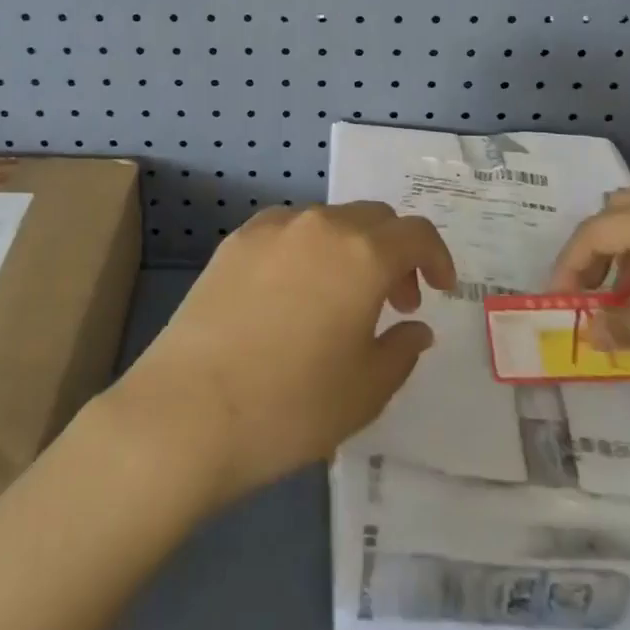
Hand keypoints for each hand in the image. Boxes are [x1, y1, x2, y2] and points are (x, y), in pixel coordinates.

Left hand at [106, 202, 456, 506]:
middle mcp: (319, 225)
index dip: (437, 257)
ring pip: (328, 222)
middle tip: (394, 301)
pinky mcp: (235, 241)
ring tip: (341, 300)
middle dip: (395, 253)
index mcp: (361, 253)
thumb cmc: (292, 405)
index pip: (415, 233)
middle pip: (373, 219)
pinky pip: (288, 231)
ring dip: (350, 250)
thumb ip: (401, 349)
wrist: (189, 410)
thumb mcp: (366, 390)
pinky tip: (293, 295)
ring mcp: (272, 227)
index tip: (439, 289)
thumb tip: (414, 326)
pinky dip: (308, 250)